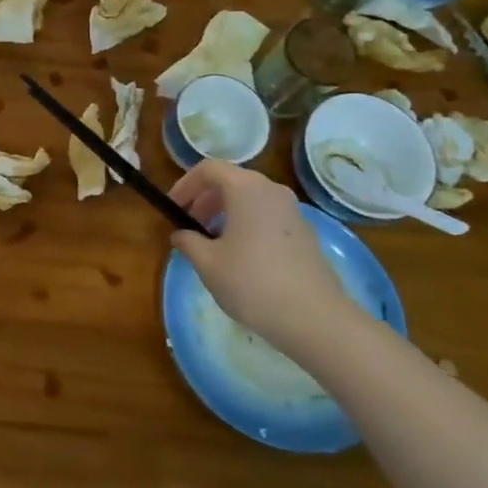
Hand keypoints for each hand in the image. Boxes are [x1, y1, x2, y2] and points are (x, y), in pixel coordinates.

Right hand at [170, 161, 358, 357]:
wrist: (315, 318)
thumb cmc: (252, 283)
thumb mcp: (207, 263)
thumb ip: (188, 241)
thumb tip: (182, 234)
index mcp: (246, 189)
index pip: (209, 169)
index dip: (185, 185)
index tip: (172, 209)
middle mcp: (272, 191)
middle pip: (231, 181)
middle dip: (204, 200)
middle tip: (189, 227)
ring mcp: (292, 211)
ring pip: (250, 199)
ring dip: (224, 213)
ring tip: (211, 244)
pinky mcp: (305, 233)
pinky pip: (266, 216)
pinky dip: (246, 225)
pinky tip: (240, 257)